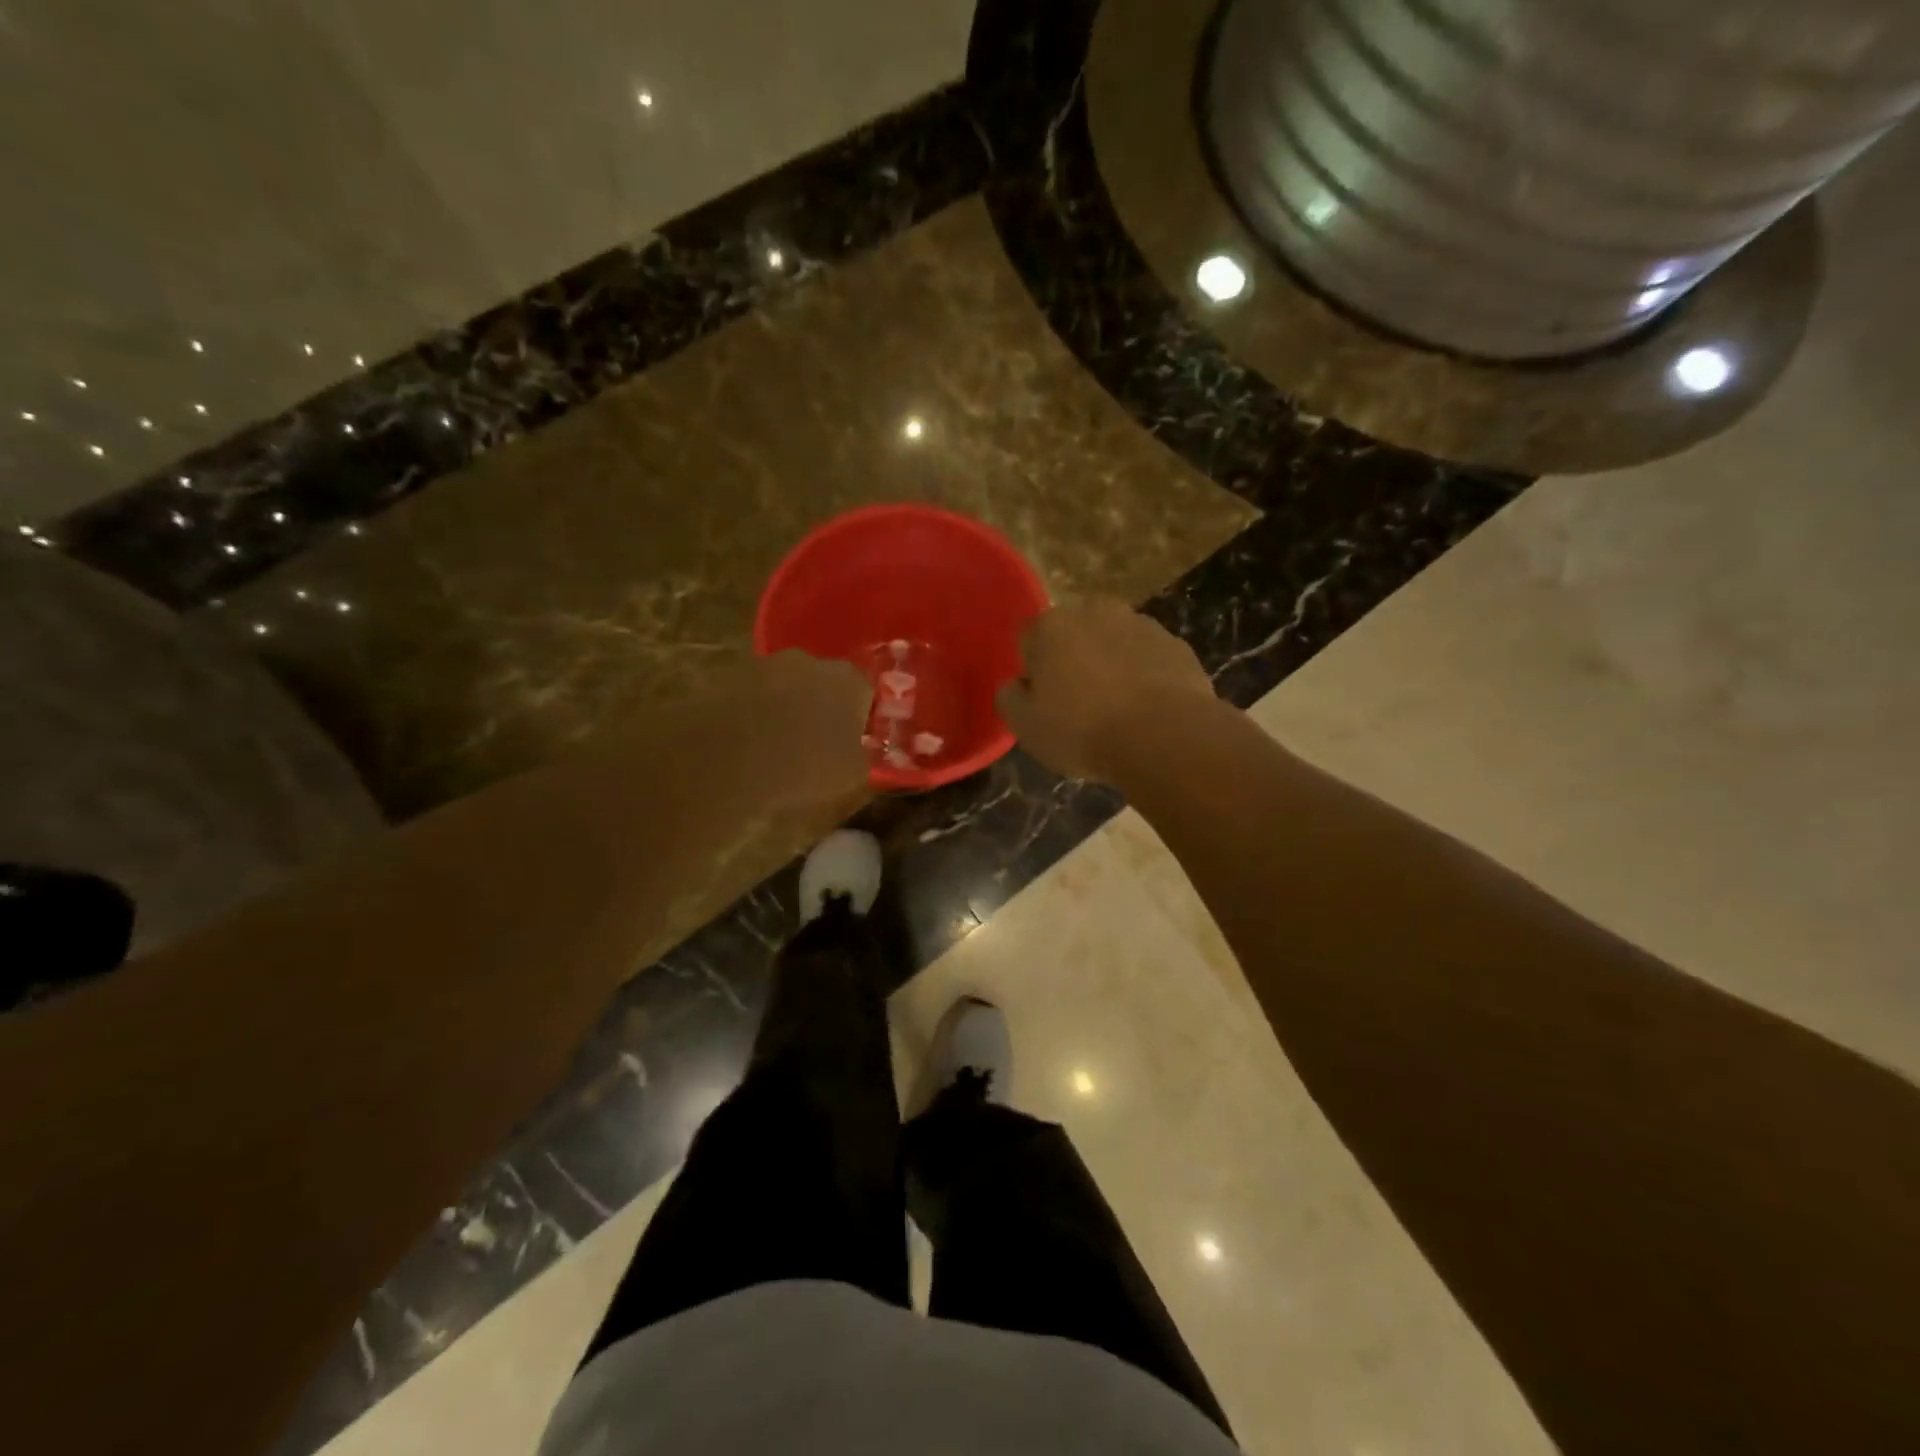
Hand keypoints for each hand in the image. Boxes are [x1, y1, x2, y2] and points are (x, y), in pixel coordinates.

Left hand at [690, 650, 872, 808]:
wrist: (727, 760)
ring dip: (786, 706)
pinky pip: (752, 694)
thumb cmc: (803, 767)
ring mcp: (766, 664)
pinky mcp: (729, 675)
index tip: (852, 741)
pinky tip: (748, 740)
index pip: (865, 692)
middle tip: (815, 740)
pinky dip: (754, 710)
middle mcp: (810, 661)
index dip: (860, 717)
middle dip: (822, 706)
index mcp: (848, 680)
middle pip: (824, 682)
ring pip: (785, 685)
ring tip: (777, 743)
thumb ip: (864, 755)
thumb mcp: (851, 775)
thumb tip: (862, 750)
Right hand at [995, 598, 1215, 782]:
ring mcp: (1143, 625)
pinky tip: (1147, 712)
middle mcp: (1096, 612)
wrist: (1164, 737)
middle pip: (1075, 636)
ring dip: (1112, 667)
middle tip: (1078, 706)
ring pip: (1115, 644)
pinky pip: (1150, 660)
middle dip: (1074, 662)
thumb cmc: (1082, 730)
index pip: (1029, 640)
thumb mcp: (1026, 726)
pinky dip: (1146, 677)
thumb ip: (1010, 698)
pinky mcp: (1178, 646)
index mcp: (1052, 625)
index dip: (1033, 672)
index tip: (1043, 702)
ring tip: (1117, 712)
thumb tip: (1015, 686)